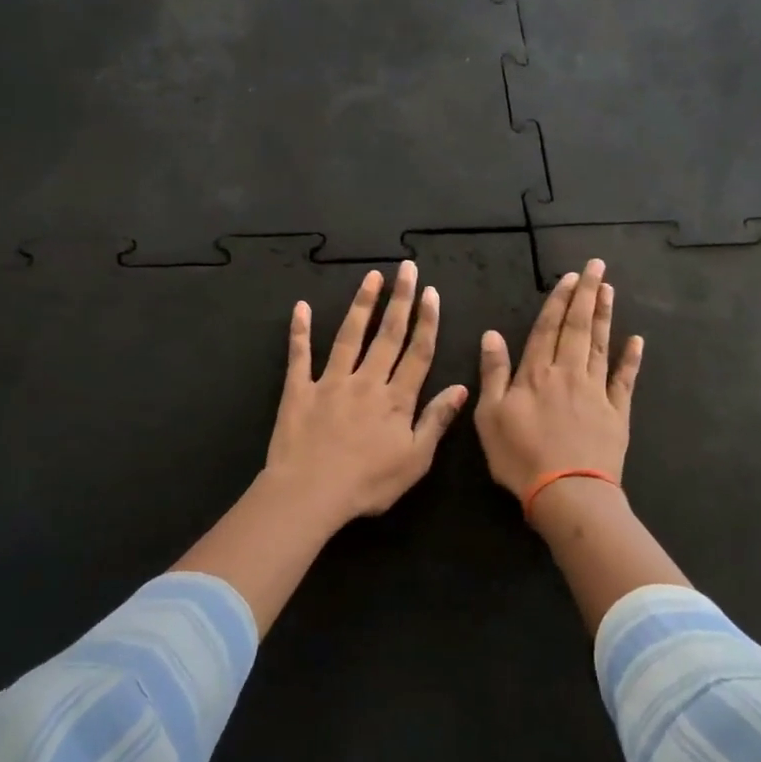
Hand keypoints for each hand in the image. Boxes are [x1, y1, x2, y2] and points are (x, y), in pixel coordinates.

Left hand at [259, 261, 468, 530]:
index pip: (418, 352)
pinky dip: (299, 331)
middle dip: (400, 300)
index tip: (431, 293)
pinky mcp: (299, 390)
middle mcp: (366, 381)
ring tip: (371, 277)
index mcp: (397, 399)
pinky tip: (300, 307)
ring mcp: (330, 382)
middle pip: (387, 335)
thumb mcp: (415, 460)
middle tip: (406, 268)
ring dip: (362, 304)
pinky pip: (299, 356)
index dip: (427, 321)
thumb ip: (436, 420)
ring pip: (349, 336)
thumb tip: (461, 387)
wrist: (310, 493)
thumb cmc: (368, 484)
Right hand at [475, 258, 642, 505]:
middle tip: (596, 266)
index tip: (569, 277)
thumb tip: (491, 334)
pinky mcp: (617, 412)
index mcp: (536, 373)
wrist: (568, 493)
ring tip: (609, 290)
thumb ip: (493, 373)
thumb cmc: (520, 457)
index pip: (547, 327)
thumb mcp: (490, 416)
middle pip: (578, 327)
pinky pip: (624, 379)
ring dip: (604, 316)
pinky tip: (636, 341)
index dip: (558, 300)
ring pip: (600, 345)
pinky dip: (630, 359)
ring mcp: (596, 391)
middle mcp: (568, 373)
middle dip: (586, 294)